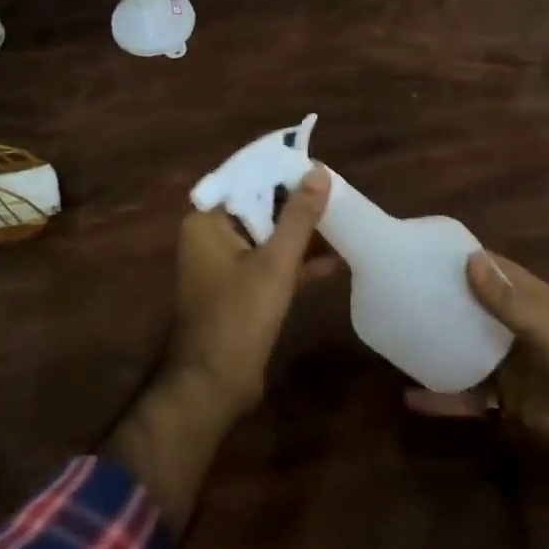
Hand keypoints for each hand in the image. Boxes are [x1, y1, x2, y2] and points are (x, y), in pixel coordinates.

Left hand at [169, 165, 335, 418]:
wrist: (214, 385)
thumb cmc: (239, 316)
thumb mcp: (276, 262)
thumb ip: (299, 216)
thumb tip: (318, 171)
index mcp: (208, 221)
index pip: (246, 179)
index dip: (281, 170)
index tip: (316, 163)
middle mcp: (211, 236)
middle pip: (258, 206)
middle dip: (296, 201)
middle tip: (336, 190)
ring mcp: (225, 264)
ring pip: (267, 235)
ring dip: (300, 232)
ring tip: (341, 219)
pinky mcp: (240, 289)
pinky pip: (270, 263)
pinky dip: (296, 262)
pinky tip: (334, 262)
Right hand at [407, 251, 548, 458]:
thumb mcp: (545, 328)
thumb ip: (507, 301)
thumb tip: (469, 259)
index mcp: (531, 301)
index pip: (494, 271)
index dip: (466, 259)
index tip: (429, 251)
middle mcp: (515, 328)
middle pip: (474, 308)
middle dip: (445, 298)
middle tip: (404, 288)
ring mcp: (508, 365)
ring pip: (465, 349)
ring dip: (439, 344)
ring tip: (400, 334)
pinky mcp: (504, 400)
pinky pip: (466, 396)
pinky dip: (441, 398)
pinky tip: (411, 398)